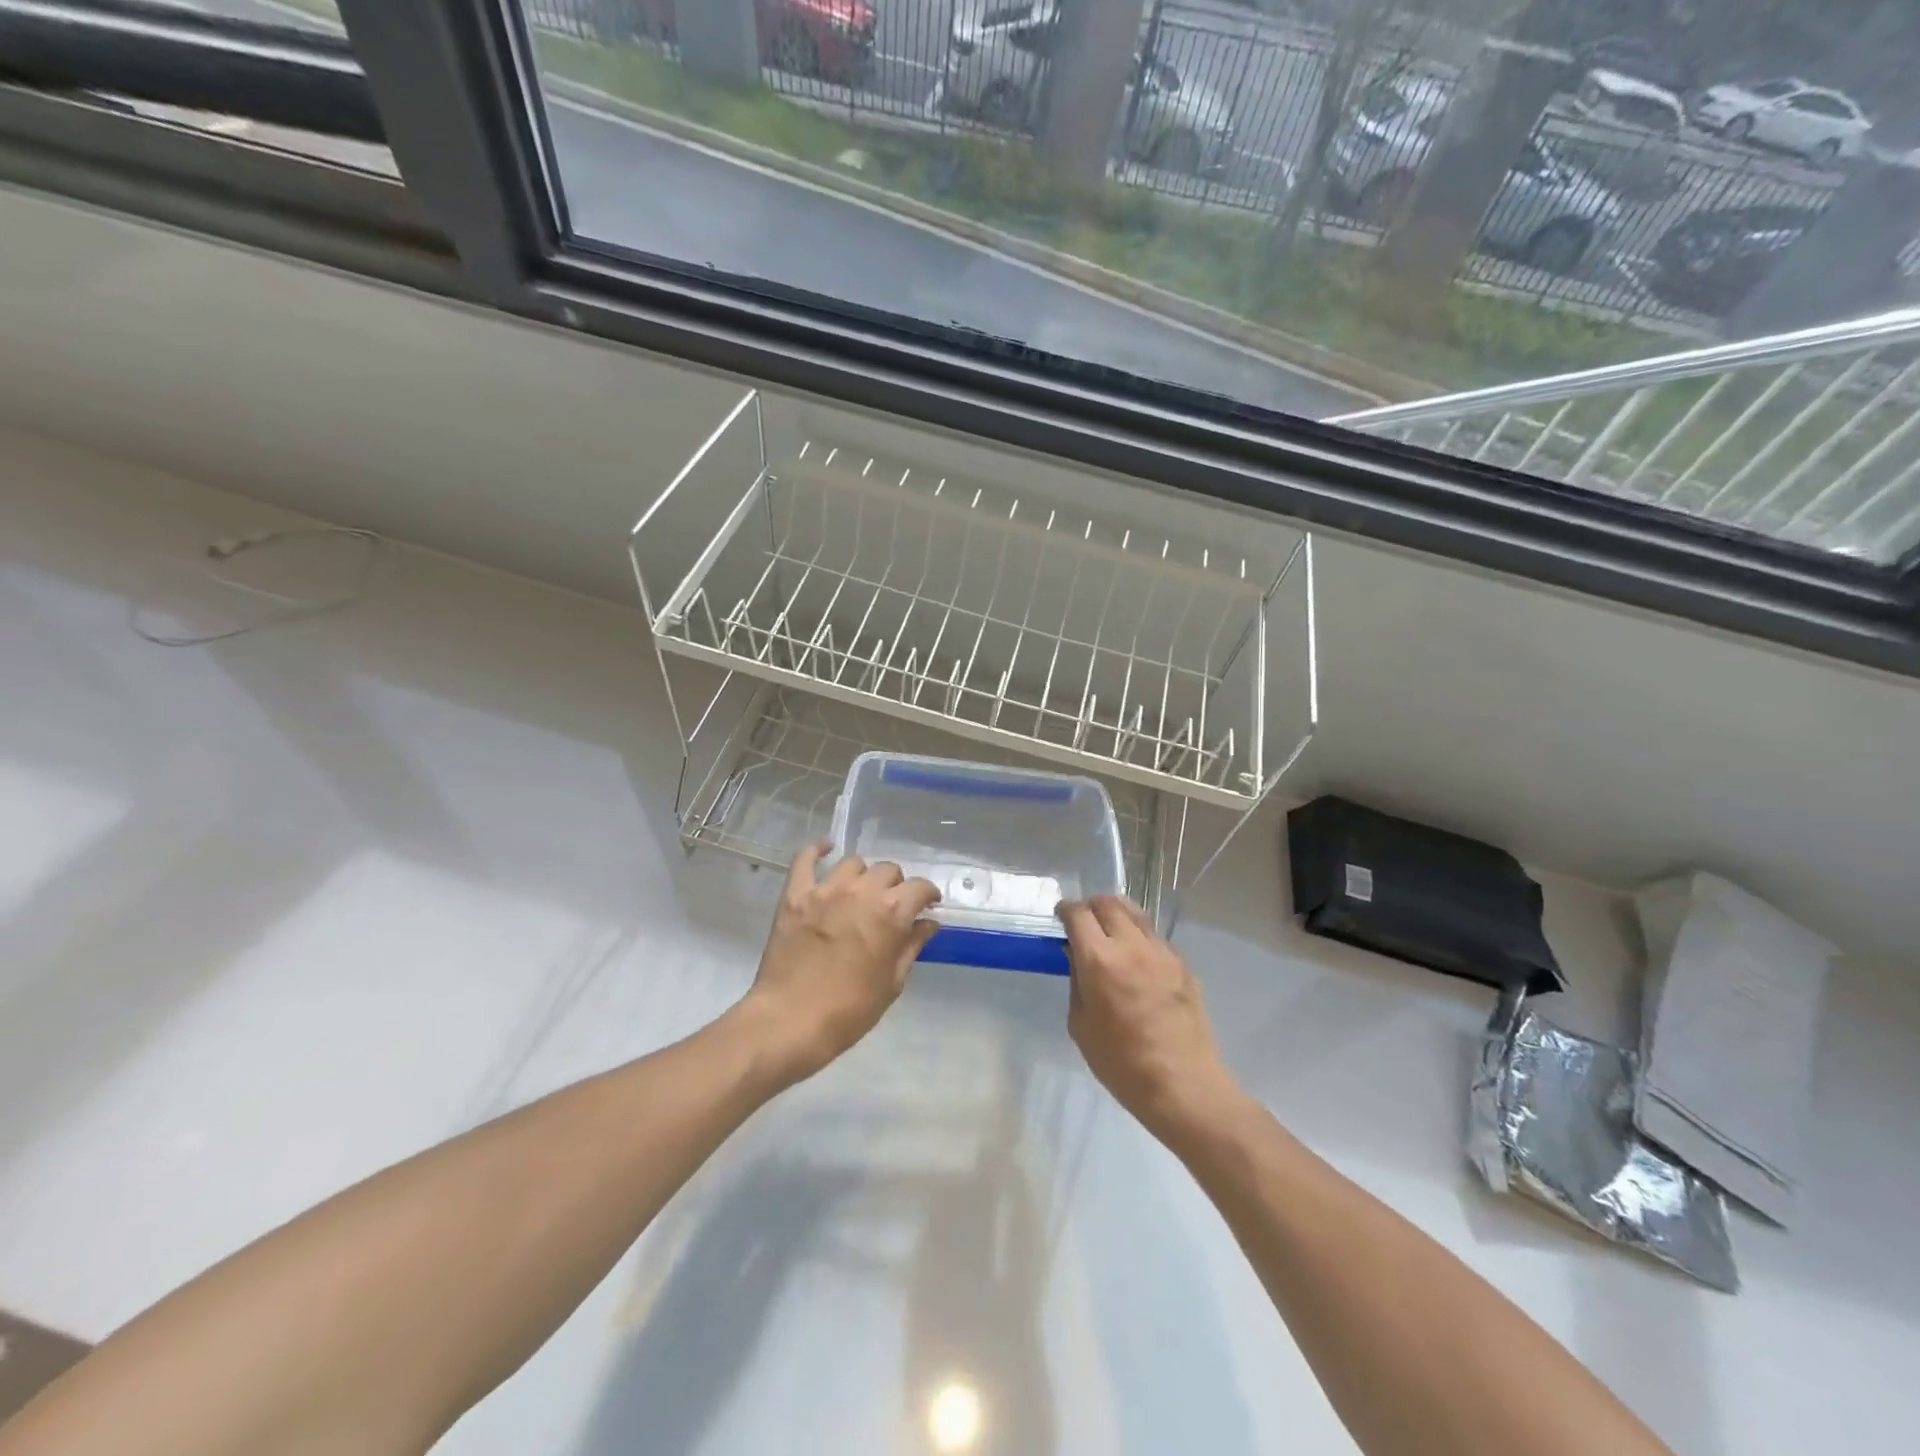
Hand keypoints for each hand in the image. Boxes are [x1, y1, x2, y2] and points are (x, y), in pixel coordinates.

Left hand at [744, 841, 940, 1083]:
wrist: (790, 1022)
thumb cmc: (849, 1010)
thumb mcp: (891, 983)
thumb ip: (911, 946)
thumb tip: (928, 923)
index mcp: (891, 913)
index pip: (919, 888)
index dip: (927, 895)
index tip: (927, 905)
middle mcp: (861, 892)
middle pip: (888, 870)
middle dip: (896, 885)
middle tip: (891, 905)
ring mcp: (825, 889)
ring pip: (853, 863)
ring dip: (862, 875)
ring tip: (859, 892)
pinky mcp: (795, 895)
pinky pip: (804, 859)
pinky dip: (816, 850)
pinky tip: (824, 848)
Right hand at [1058, 896, 1236, 1136]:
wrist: (1183, 1086)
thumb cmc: (1121, 1063)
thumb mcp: (1080, 1025)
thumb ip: (1077, 982)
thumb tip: (1078, 957)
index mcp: (1099, 960)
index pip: (1078, 914)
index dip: (1066, 910)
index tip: (1061, 916)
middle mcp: (1131, 946)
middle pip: (1108, 903)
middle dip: (1091, 906)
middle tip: (1083, 921)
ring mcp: (1162, 952)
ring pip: (1136, 914)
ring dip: (1117, 915)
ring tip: (1110, 931)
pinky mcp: (1183, 965)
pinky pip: (1155, 938)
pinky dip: (1139, 938)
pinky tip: (1136, 960)